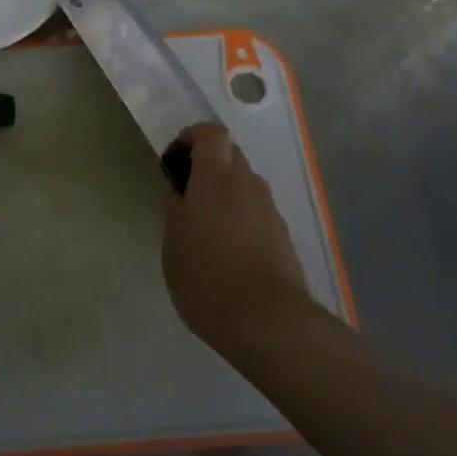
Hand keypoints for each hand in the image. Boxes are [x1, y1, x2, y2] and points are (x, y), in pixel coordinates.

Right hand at [162, 123, 311, 356]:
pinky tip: (232, 248)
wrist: (270, 322)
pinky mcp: (283, 234)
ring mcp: (269, 209)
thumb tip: (182, 195)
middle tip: (190, 192)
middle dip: (210, 163)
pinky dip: (243, 215)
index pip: (211, 134)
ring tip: (210, 224)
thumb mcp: (173, 245)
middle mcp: (246, 184)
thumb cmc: (208, 279)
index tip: (176, 156)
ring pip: (246, 183)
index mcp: (215, 178)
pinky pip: (258, 210)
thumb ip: (176, 211)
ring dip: (228, 191)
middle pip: (231, 155)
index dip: (192, 136)